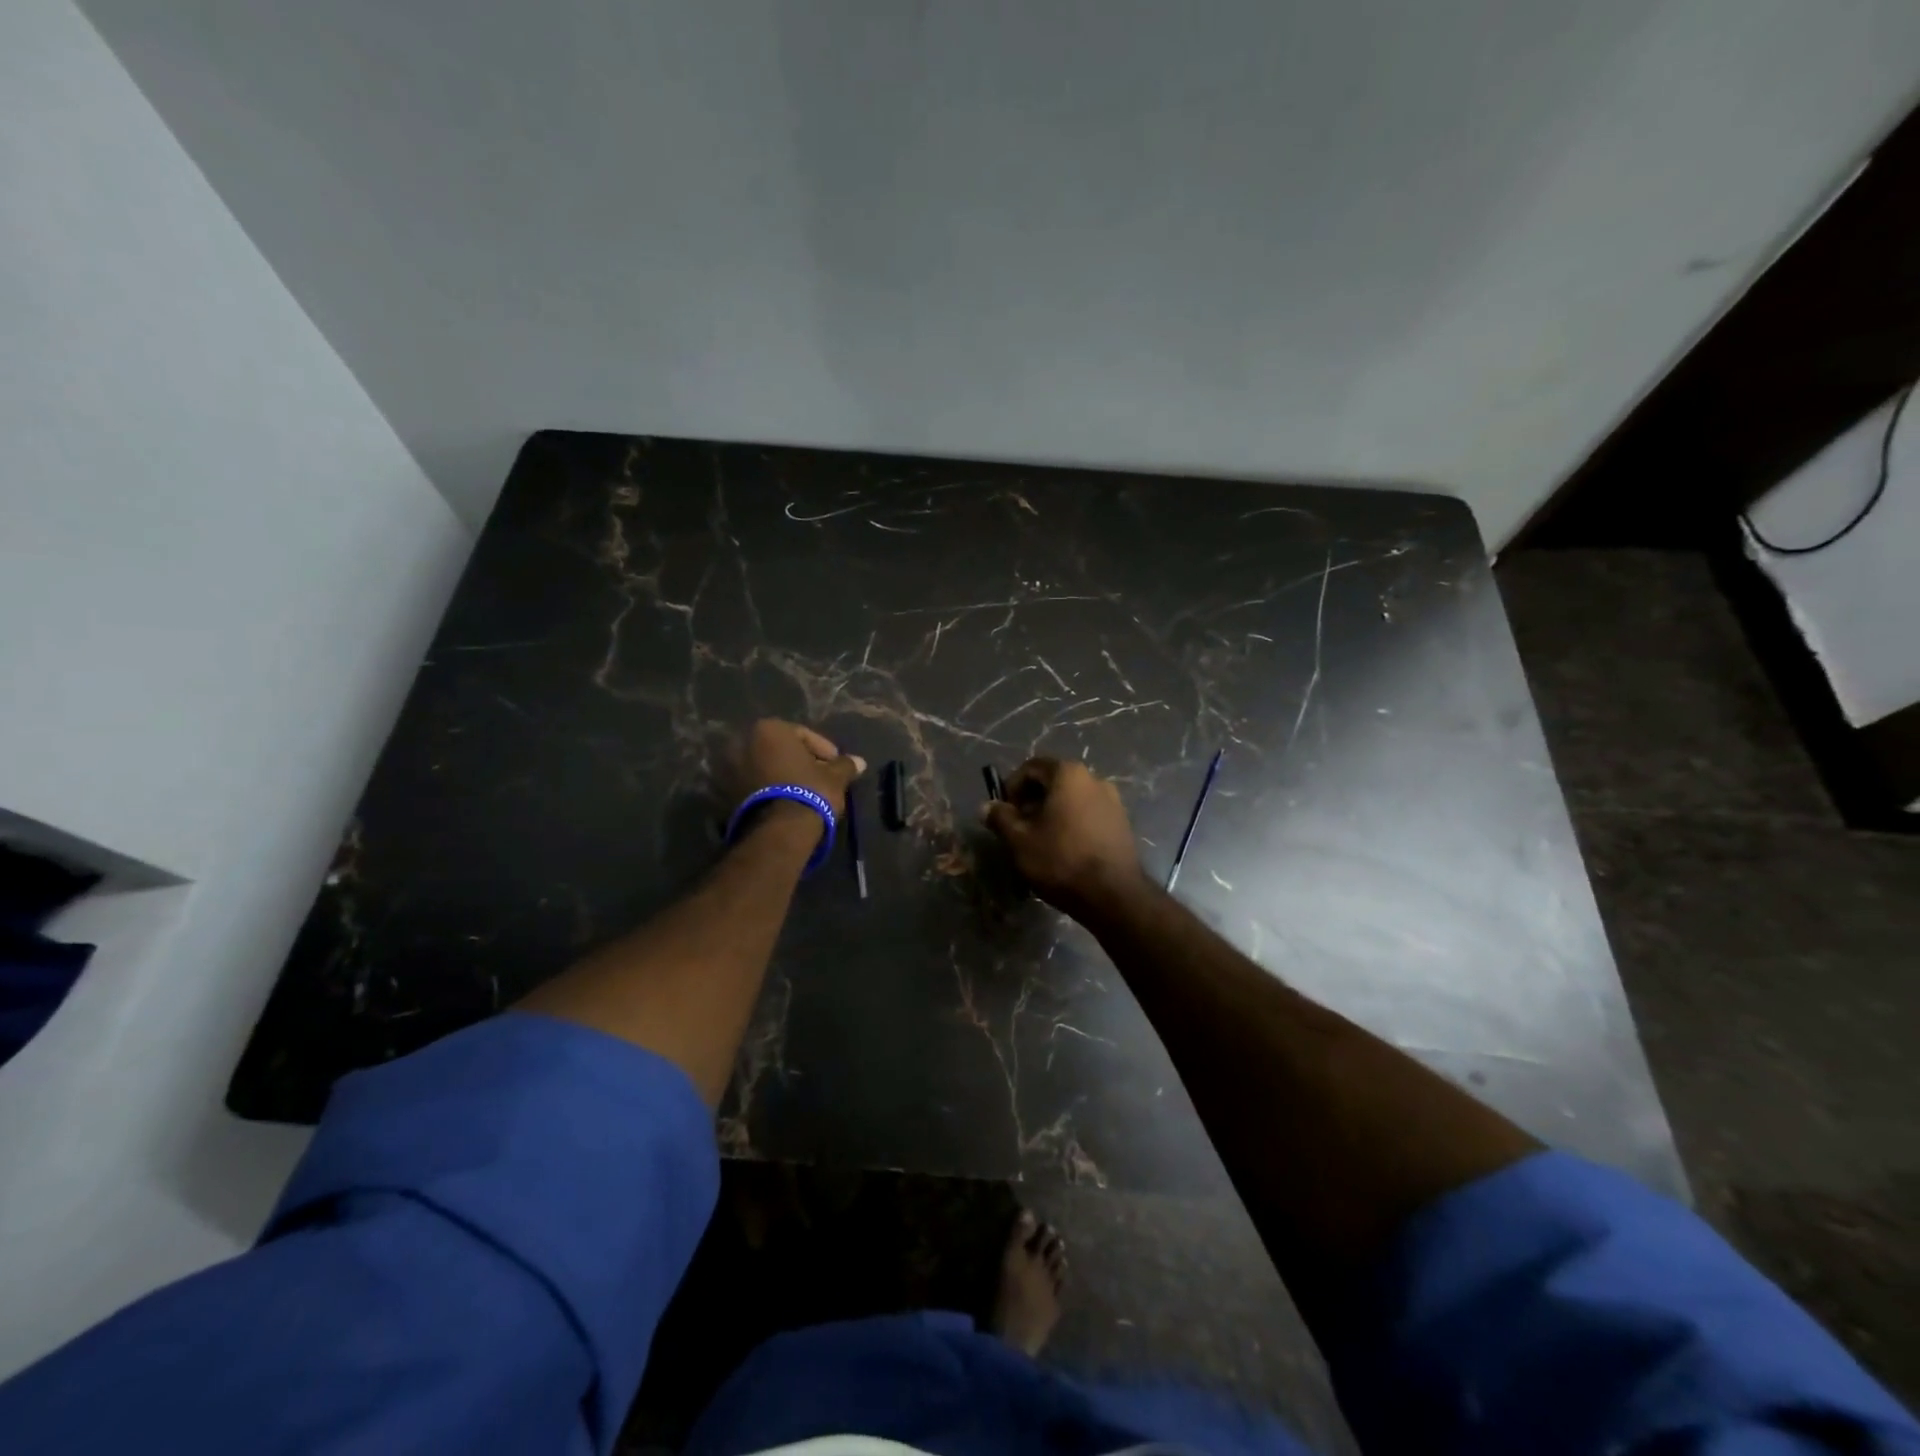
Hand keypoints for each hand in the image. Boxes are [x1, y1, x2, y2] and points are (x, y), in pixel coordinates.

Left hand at [728, 720, 865, 841]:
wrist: (778, 831)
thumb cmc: (809, 791)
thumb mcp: (835, 777)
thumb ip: (845, 765)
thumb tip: (859, 762)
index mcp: (768, 729)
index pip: (802, 735)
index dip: (823, 750)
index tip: (836, 765)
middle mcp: (742, 742)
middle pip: (779, 749)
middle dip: (798, 762)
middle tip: (819, 778)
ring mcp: (727, 768)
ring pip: (763, 767)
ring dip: (781, 776)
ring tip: (801, 793)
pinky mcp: (722, 794)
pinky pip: (752, 785)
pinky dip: (767, 790)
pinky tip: (784, 803)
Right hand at [983, 758, 1147, 918]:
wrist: (1113, 895)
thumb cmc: (1061, 860)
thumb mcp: (1020, 840)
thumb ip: (1000, 817)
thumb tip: (986, 806)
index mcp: (1068, 774)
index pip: (1031, 767)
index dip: (1011, 787)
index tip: (1004, 812)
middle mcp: (1094, 779)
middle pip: (1053, 781)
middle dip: (1031, 800)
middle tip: (1019, 828)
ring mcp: (1113, 801)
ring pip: (1071, 799)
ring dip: (1051, 813)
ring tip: (1040, 841)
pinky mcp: (1122, 823)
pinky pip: (1088, 814)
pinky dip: (1071, 823)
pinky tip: (1064, 850)